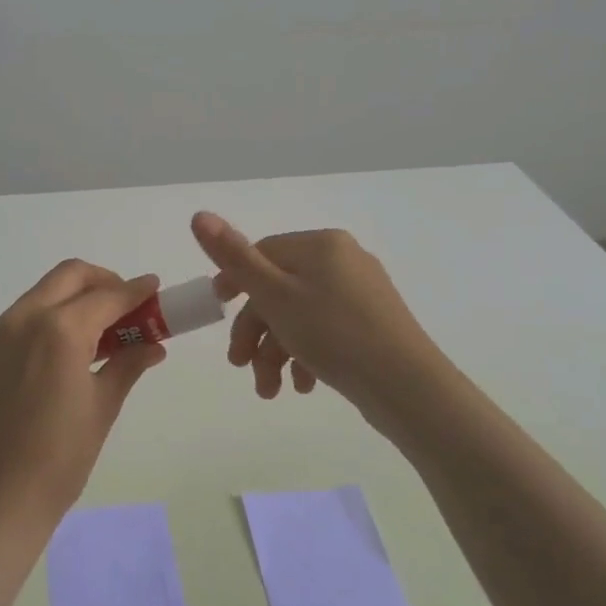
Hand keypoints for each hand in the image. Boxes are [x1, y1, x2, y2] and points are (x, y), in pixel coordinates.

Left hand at [0, 259, 166, 531]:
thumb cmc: (60, 459)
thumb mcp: (102, 407)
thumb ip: (128, 364)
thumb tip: (153, 345)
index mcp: (60, 331)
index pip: (107, 296)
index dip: (135, 291)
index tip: (153, 288)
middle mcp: (22, 320)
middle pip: (69, 276)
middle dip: (101, 282)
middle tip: (123, 306)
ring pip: (39, 296)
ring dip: (70, 301)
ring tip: (92, 334)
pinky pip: (14, 324)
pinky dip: (41, 324)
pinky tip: (53, 359)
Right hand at [190, 212, 445, 416]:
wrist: (407, 386)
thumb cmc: (333, 334)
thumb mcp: (274, 295)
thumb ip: (234, 257)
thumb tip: (198, 214)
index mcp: (320, 245)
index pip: (263, 252)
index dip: (235, 282)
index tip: (217, 310)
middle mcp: (343, 260)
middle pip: (280, 289)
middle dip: (255, 332)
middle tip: (240, 365)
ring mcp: (361, 293)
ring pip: (300, 315)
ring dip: (277, 352)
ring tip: (271, 391)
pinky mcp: (373, 323)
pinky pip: (326, 330)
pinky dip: (306, 356)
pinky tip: (302, 386)